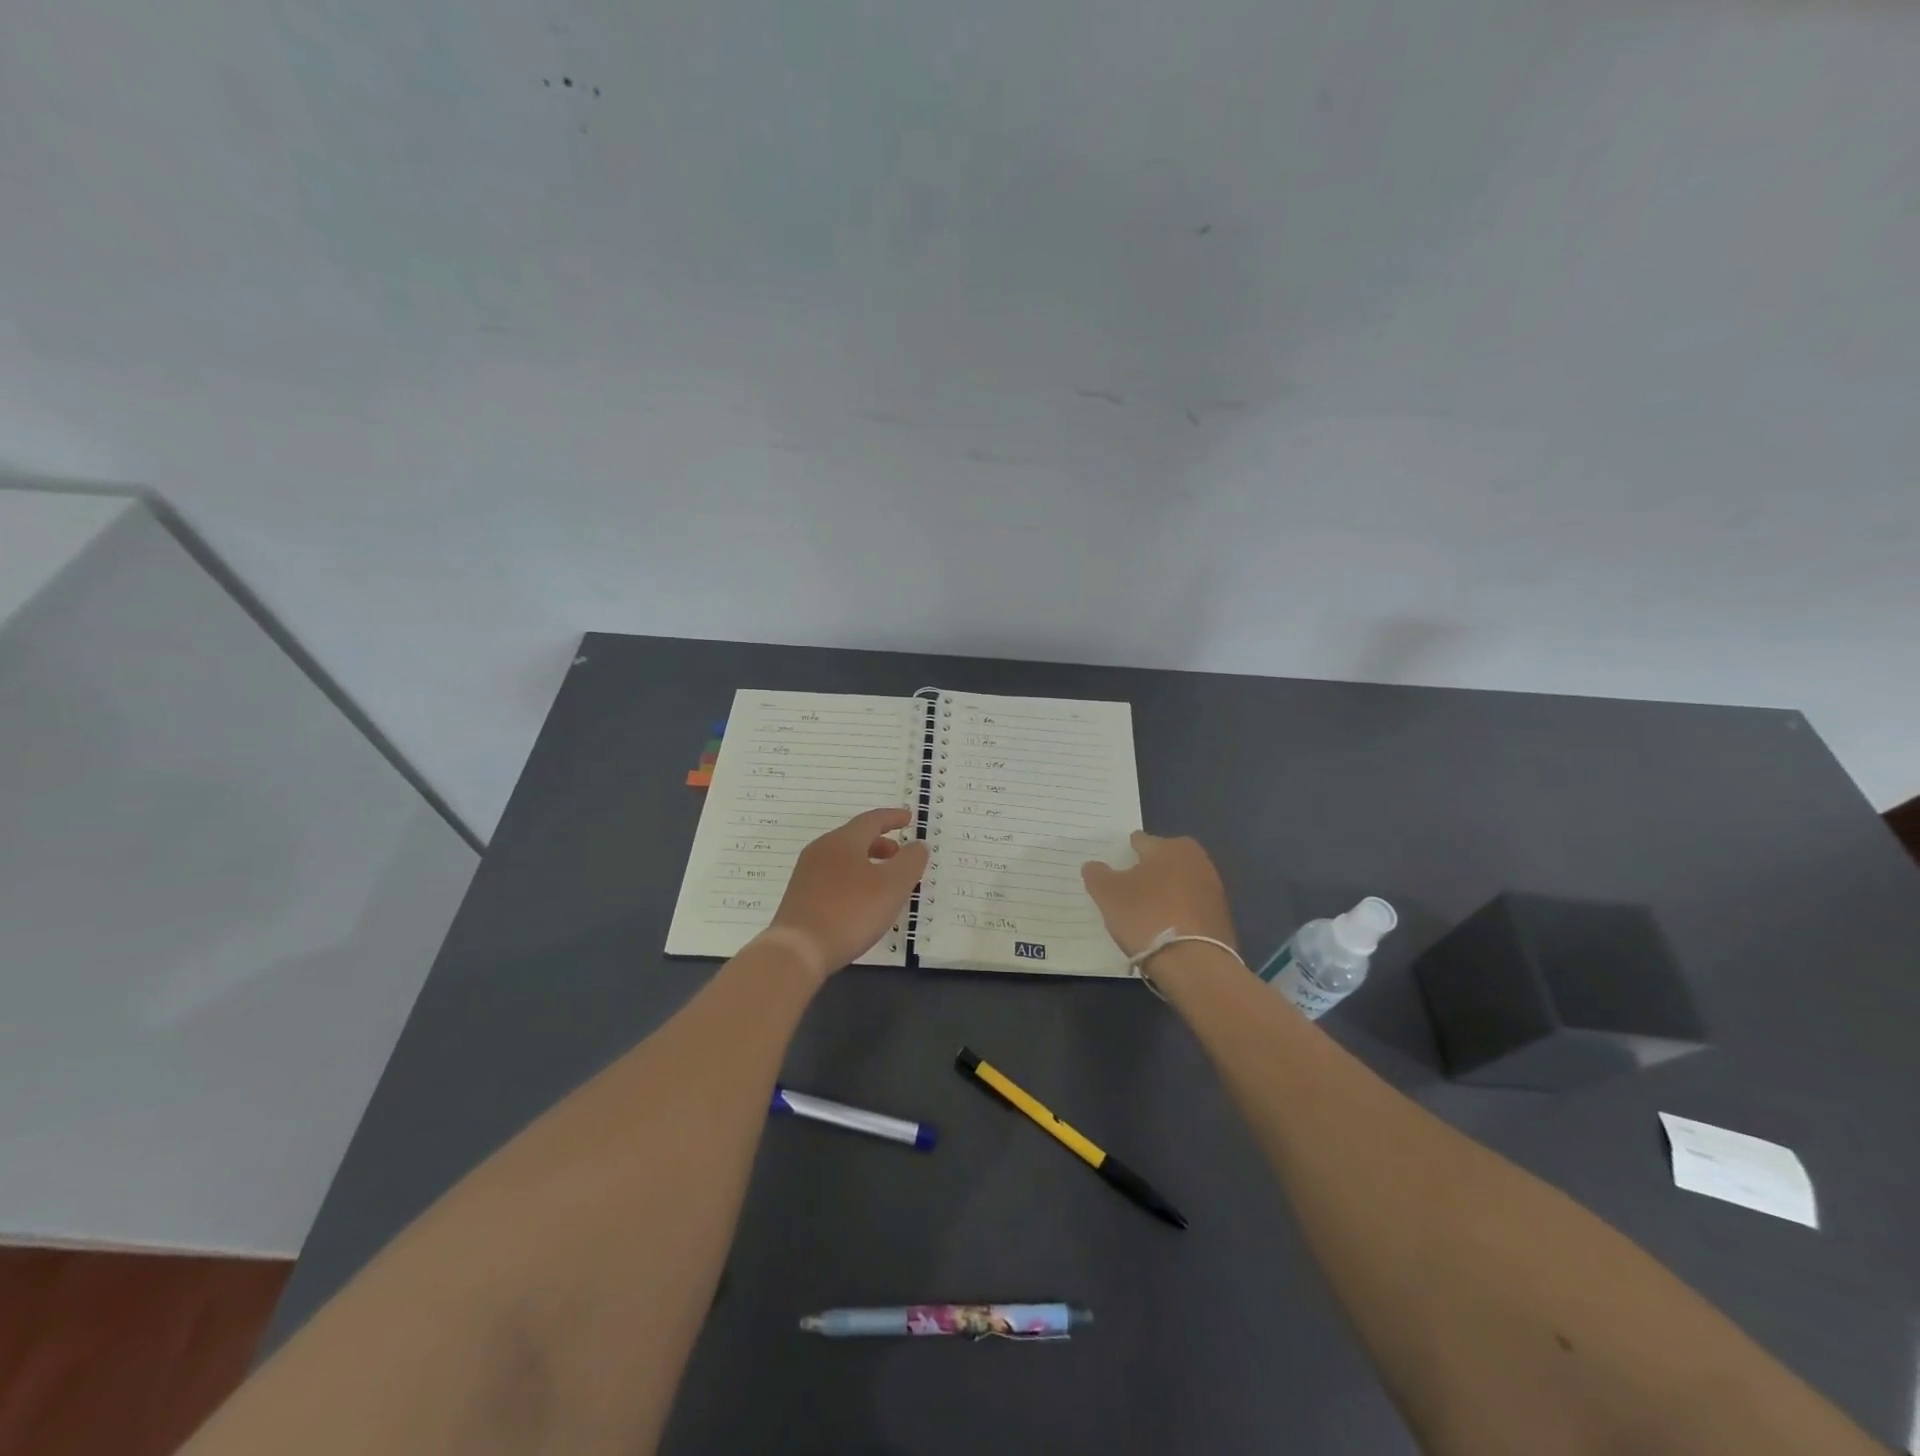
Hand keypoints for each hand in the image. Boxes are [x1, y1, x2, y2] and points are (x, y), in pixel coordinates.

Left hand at [765, 808, 929, 976]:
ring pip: (843, 858)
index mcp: (843, 841)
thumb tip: (918, 845)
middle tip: (899, 854)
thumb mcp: (893, 886)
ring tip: (884, 881)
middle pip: (855, 837)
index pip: (872, 820)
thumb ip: (910, 862)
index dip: (893, 818)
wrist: (798, 950)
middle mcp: (822, 850)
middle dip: (881, 843)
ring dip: (867, 862)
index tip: (909, 818)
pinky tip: (861, 901)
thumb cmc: (851, 912)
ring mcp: (807, 873)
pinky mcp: (800, 896)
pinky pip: (833, 876)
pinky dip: (853, 878)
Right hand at [1081, 831, 1235, 958]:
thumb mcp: (1108, 894)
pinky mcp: (1222, 916)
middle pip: (1163, 862)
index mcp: (1170, 846)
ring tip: (1145, 915)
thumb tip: (1094, 866)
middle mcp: (1197, 860)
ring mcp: (1213, 889)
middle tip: (1127, 893)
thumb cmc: (1146, 917)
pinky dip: (1179, 914)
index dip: (1124, 854)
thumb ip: (1097, 875)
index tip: (1113, 871)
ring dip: (1165, 894)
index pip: (1140, 842)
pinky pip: (1191, 908)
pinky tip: (1165, 931)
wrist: (1194, 963)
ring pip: (1179, 885)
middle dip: (1147, 872)